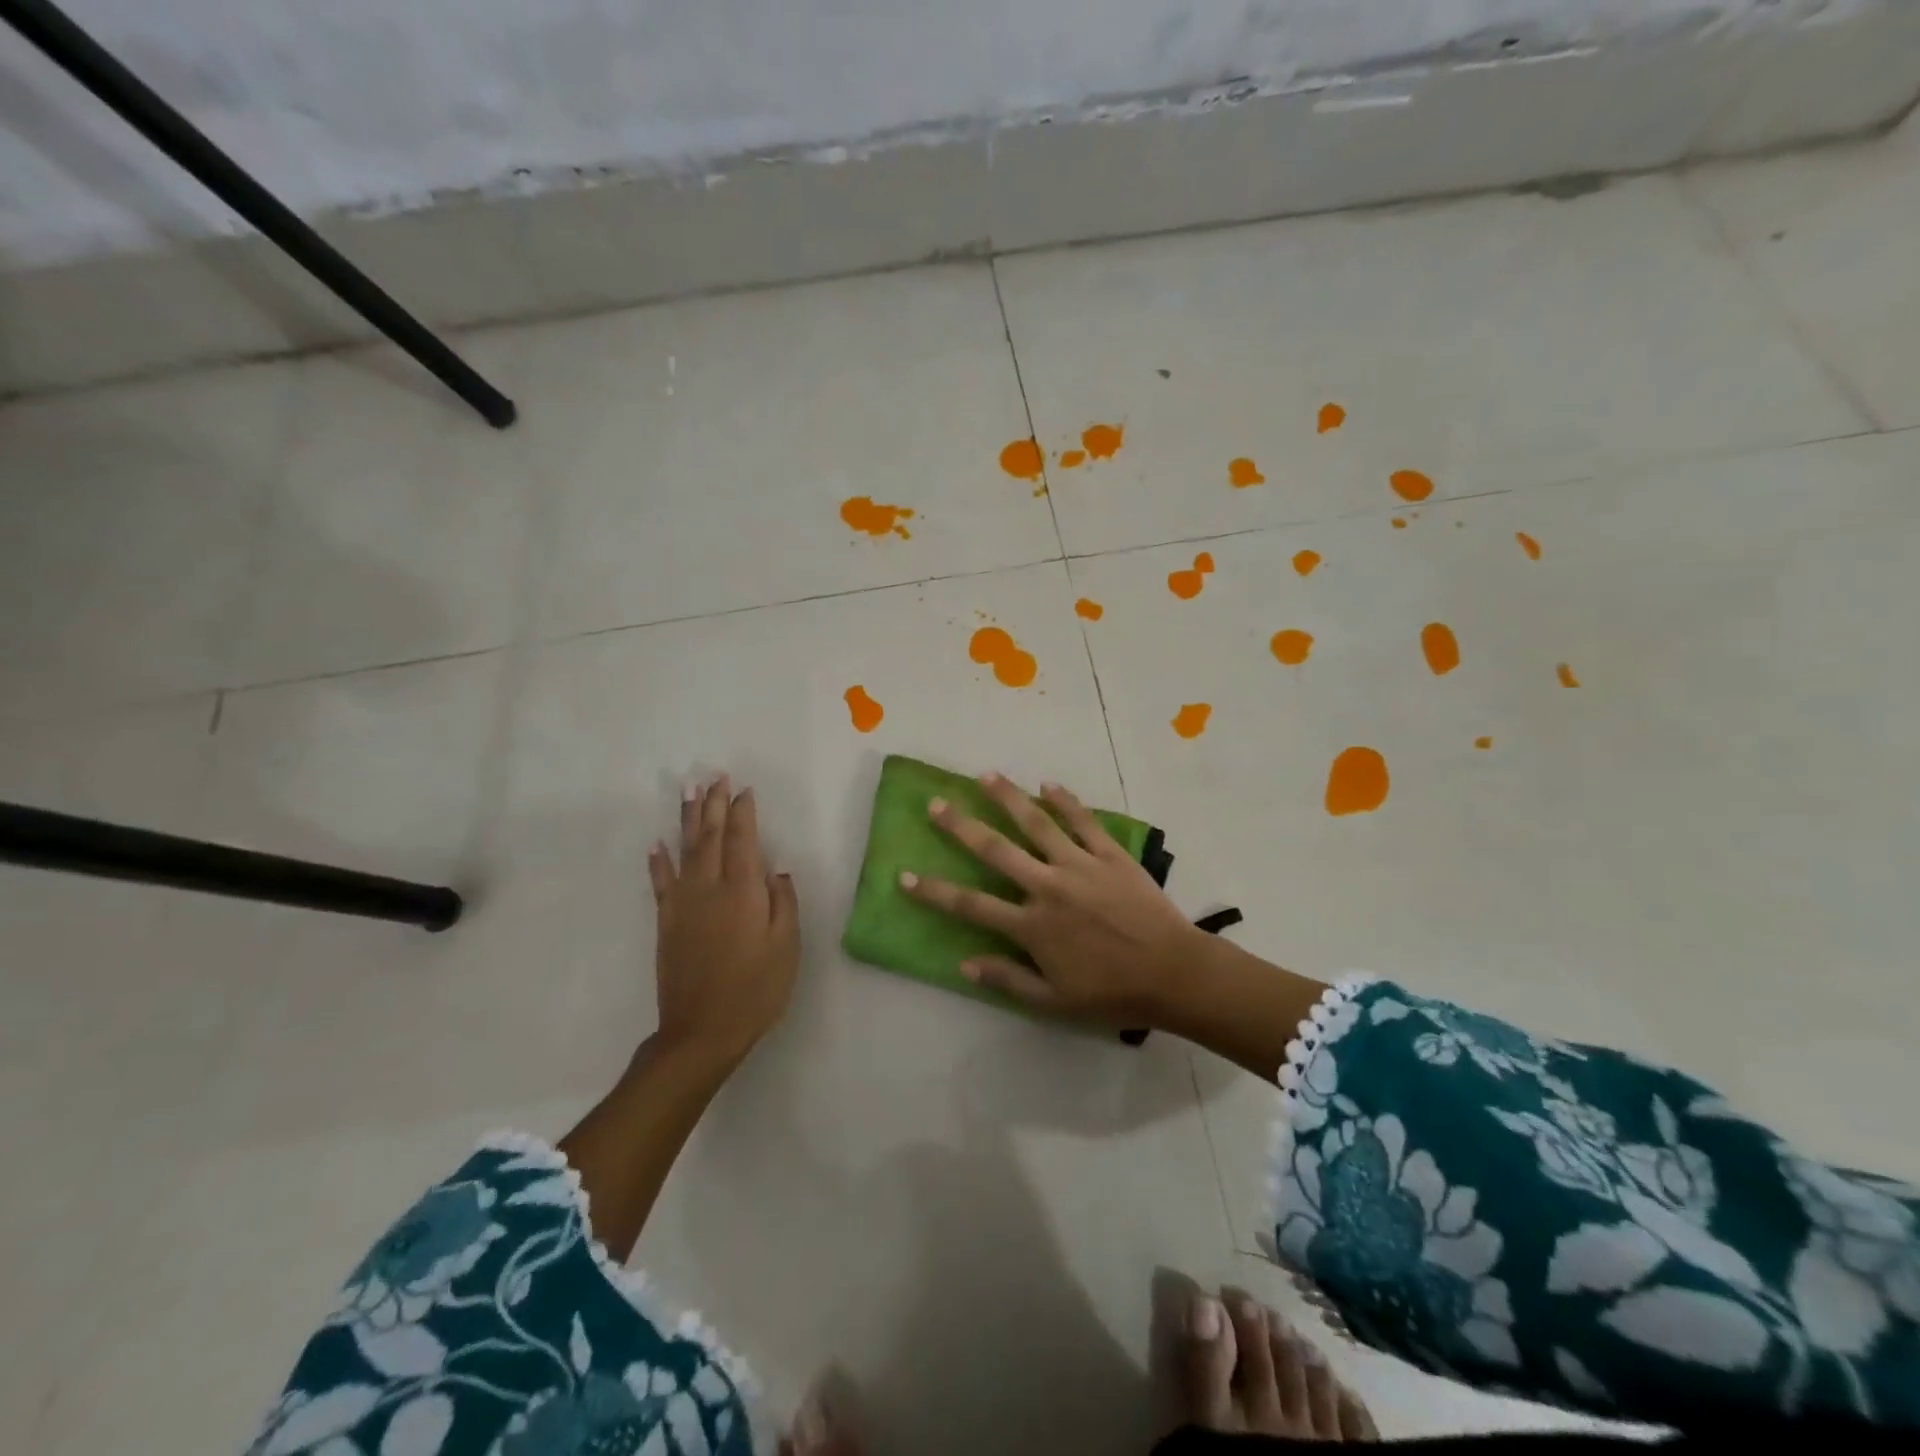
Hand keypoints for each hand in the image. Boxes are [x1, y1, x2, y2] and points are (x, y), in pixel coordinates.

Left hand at [647, 774, 800, 1069]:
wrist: (702, 1031)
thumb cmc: (756, 989)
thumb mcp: (786, 947)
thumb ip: (783, 903)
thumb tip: (775, 871)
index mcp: (742, 891)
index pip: (742, 839)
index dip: (743, 812)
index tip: (744, 790)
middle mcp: (709, 888)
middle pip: (710, 836)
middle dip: (713, 805)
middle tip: (715, 777)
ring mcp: (683, 904)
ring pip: (685, 850)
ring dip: (687, 819)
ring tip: (689, 792)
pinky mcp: (667, 922)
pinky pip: (660, 882)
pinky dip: (658, 861)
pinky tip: (657, 844)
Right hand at [899, 772, 1206, 1027]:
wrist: (1174, 973)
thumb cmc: (1112, 992)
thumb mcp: (1054, 1001)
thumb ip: (1009, 979)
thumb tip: (964, 963)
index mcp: (1032, 925)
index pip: (971, 905)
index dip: (934, 891)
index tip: (904, 875)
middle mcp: (1048, 886)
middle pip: (996, 850)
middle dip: (961, 826)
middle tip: (936, 804)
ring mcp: (1080, 865)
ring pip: (1037, 823)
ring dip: (1009, 798)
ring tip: (986, 775)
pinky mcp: (1110, 855)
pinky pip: (1083, 821)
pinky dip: (1065, 801)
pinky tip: (1048, 784)